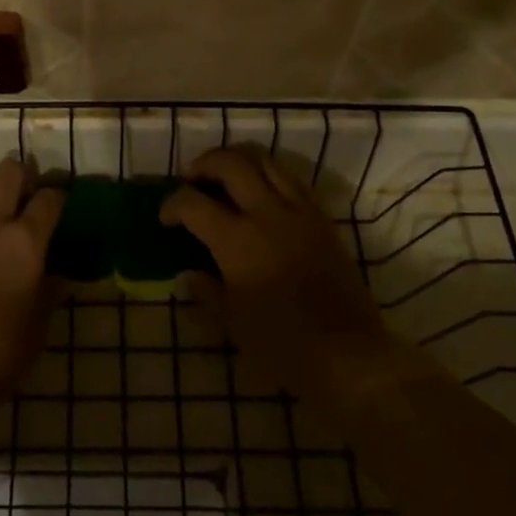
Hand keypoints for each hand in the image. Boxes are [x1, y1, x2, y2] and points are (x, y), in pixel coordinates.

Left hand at [0, 158, 64, 398]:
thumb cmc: (4, 347)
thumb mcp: (40, 319)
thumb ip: (50, 288)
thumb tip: (58, 275)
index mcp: (26, 240)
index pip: (48, 200)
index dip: (58, 194)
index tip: (60, 199)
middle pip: (7, 174)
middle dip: (21, 172)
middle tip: (25, 183)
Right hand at [162, 147, 398, 412]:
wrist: (349, 356)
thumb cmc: (283, 346)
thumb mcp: (232, 323)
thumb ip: (205, 291)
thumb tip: (187, 274)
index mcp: (237, 241)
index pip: (193, 203)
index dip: (172, 204)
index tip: (166, 218)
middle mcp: (267, 214)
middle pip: (230, 163)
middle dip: (203, 164)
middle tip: (191, 180)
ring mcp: (299, 211)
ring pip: (264, 159)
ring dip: (237, 159)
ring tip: (224, 175)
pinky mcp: (322, 218)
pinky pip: (292, 178)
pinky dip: (269, 173)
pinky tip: (260, 192)